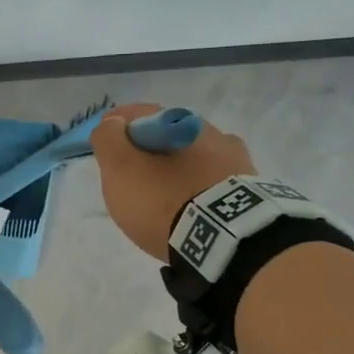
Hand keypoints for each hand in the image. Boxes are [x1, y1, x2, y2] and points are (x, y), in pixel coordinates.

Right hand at [92, 103, 257, 259]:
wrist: (224, 240)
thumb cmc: (164, 200)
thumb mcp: (121, 169)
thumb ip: (109, 141)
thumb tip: (112, 124)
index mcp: (178, 120)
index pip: (138, 114)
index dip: (115, 127)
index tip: (104, 144)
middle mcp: (212, 132)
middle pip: (168, 136)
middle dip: (147, 150)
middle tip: (130, 176)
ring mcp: (236, 161)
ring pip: (194, 158)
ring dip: (176, 170)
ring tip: (162, 197)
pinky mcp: (249, 192)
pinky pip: (213, 183)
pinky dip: (198, 189)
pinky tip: (191, 206)